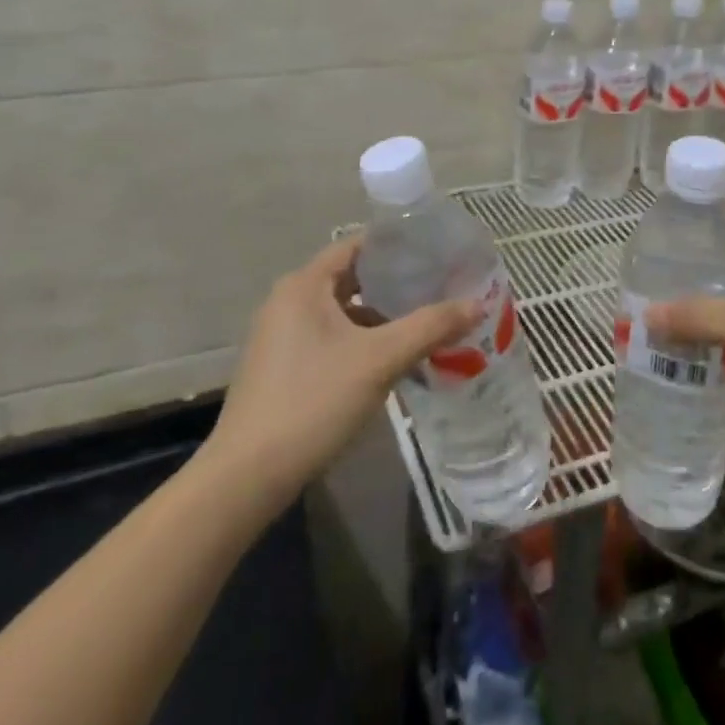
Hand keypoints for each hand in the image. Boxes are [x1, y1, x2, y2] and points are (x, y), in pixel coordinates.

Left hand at [205, 236, 480, 498]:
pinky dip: (362, 340)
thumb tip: (477, 303)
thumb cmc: (313, 401)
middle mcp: (288, 301)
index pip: (357, 246)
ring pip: (342, 312)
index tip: (436, 251)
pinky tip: (392, 360)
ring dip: (381, 316)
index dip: (397, 245)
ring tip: (425, 322)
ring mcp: (281, 336)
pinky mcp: (282, 367)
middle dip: (395, 283)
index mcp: (304, 285)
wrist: (246, 478)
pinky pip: (330, 338)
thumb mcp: (379, 360)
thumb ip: (430, 326)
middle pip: (352, 278)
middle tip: (439, 286)